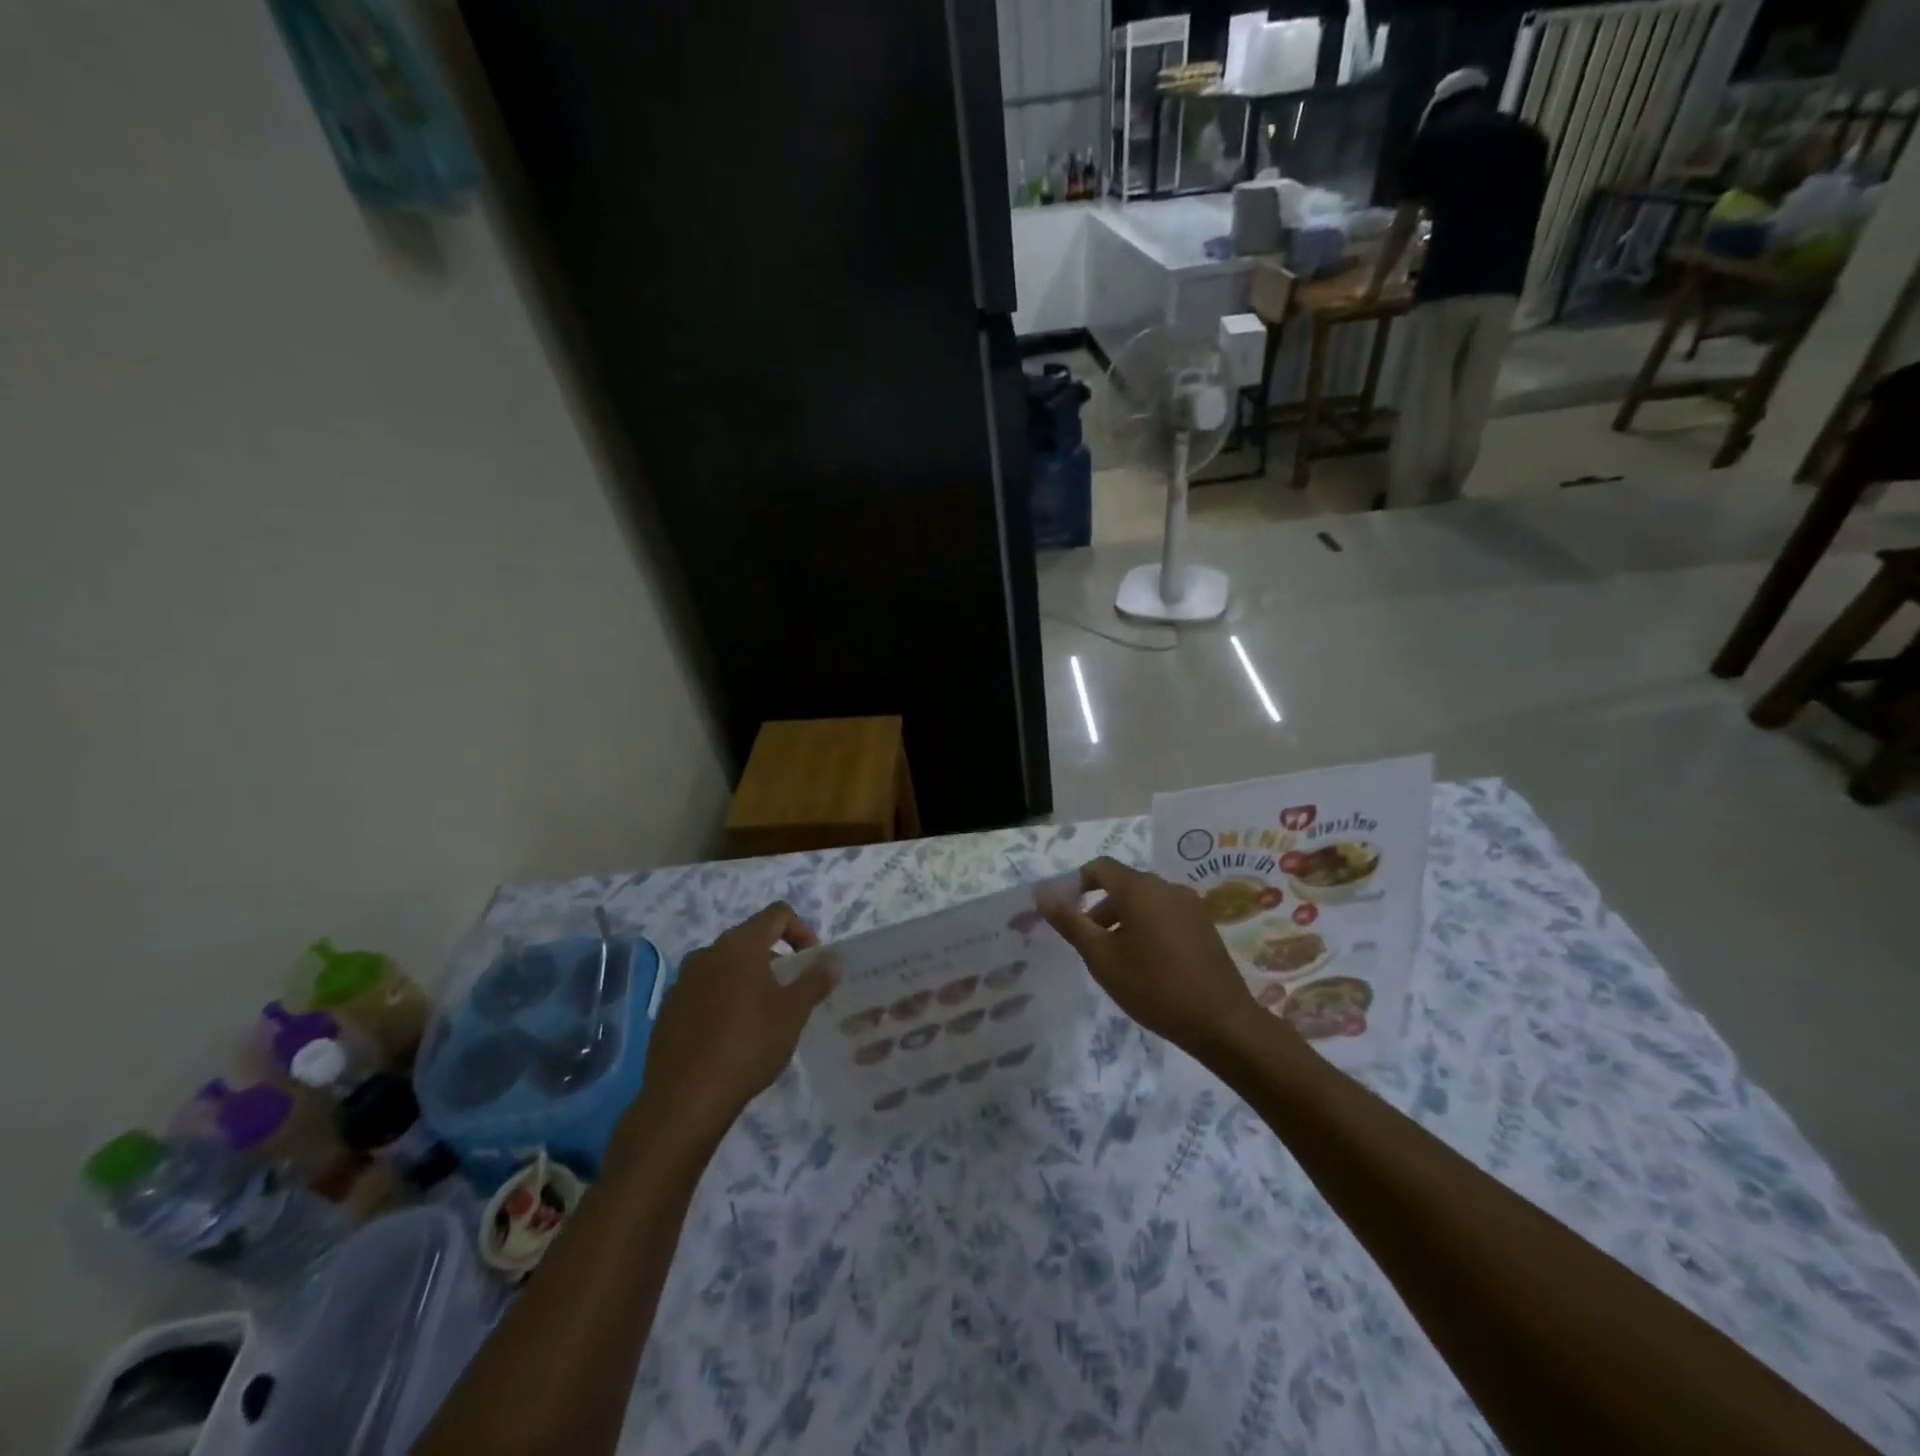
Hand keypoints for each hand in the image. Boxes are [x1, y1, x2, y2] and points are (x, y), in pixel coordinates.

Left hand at [628, 903, 834, 1152]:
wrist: (685, 1098)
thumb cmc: (749, 1044)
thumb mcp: (793, 1012)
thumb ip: (815, 979)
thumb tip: (831, 959)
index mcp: (739, 945)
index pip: (777, 914)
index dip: (802, 931)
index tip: (811, 963)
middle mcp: (707, 952)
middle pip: (750, 940)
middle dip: (776, 959)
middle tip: (792, 993)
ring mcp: (682, 981)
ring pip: (726, 967)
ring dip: (749, 980)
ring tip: (764, 1017)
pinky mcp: (668, 1009)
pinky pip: (704, 992)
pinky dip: (724, 1001)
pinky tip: (732, 1037)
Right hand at [1042, 857, 1262, 1059]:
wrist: (1221, 1021)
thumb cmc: (1153, 987)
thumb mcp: (1101, 957)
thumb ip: (1070, 922)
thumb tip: (1043, 894)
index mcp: (1140, 888)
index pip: (1100, 867)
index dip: (1077, 883)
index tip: (1065, 912)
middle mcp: (1167, 887)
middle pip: (1124, 885)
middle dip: (1100, 908)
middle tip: (1089, 944)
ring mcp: (1190, 905)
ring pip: (1145, 901)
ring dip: (1124, 920)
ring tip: (1117, 959)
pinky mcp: (1205, 925)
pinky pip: (1166, 914)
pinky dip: (1148, 927)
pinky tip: (1148, 964)